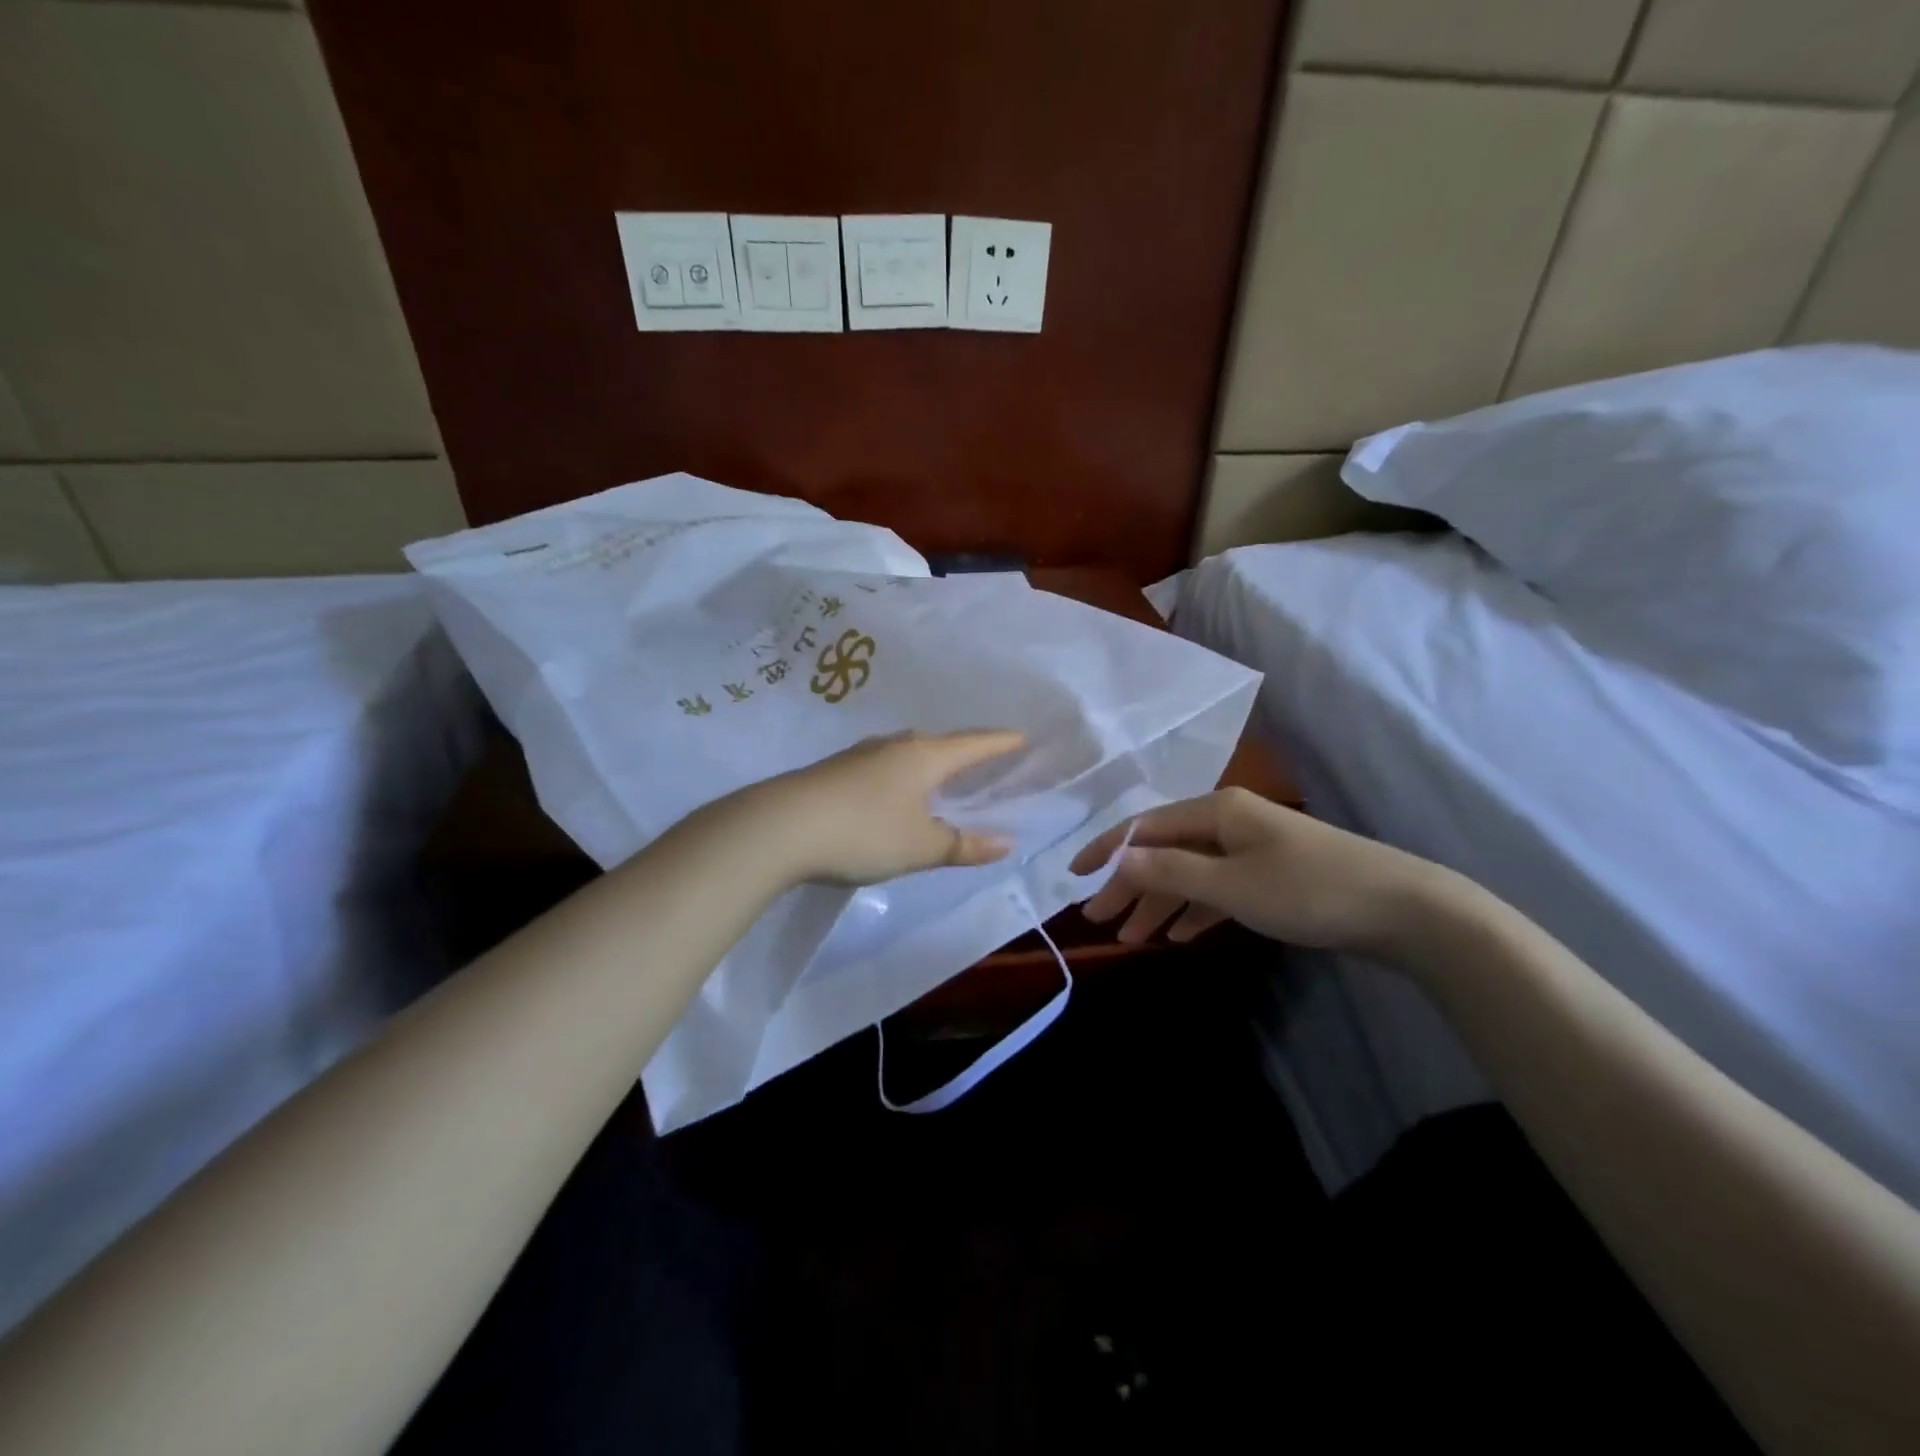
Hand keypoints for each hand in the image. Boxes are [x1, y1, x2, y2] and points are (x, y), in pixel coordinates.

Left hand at [741, 730, 1026, 885]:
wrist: (780, 827)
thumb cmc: (864, 832)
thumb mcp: (920, 847)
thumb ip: (962, 845)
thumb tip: (1005, 843)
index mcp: (924, 756)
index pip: (973, 745)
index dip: (1000, 743)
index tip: (1022, 736)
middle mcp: (894, 745)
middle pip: (939, 742)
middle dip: (964, 750)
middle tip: (983, 758)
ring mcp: (860, 754)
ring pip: (907, 750)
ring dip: (928, 760)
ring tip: (940, 773)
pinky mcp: (834, 770)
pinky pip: (882, 764)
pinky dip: (901, 773)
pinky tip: (892, 789)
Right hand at [1069, 787, 1443, 955]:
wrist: (1405, 910)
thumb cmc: (1308, 890)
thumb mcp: (1230, 884)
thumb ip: (1170, 870)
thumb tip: (1117, 856)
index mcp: (1216, 811)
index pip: (1146, 826)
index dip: (1107, 851)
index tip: (1074, 879)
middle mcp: (1229, 821)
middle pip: (1165, 849)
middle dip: (1130, 884)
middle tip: (1099, 920)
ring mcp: (1253, 848)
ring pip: (1190, 872)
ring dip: (1160, 902)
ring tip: (1132, 937)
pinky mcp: (1272, 875)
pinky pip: (1219, 888)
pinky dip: (1196, 908)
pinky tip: (1181, 934)